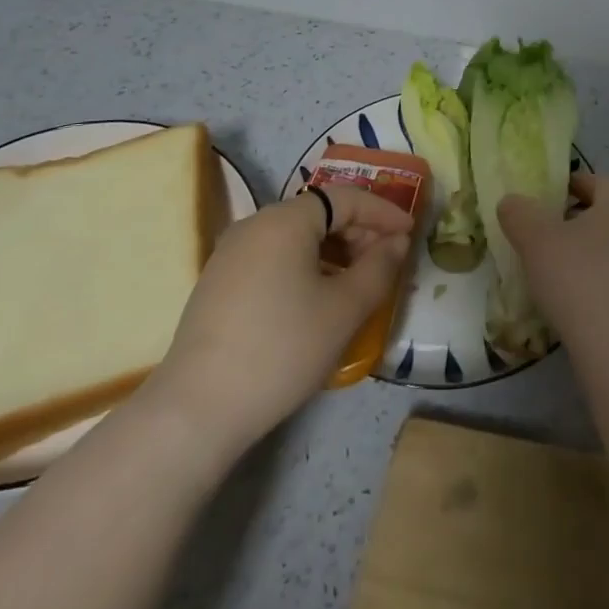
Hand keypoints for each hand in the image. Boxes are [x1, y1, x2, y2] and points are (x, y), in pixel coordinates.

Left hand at [144, 187, 414, 447]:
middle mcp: (255, 225)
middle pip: (319, 214)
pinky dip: (305, 266)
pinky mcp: (218, 282)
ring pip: (296, 237)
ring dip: (334, 251)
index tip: (410, 232)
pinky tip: (318, 299)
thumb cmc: (282, 348)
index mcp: (285, 220)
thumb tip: (396, 242)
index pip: (345, 198)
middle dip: (359, 232)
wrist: (198, 410)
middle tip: (387, 261)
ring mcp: (231, 254)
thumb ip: (379, 268)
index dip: (383, 212)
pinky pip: (274, 258)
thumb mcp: (344, 309)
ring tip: (358, 283)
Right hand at [498, 174, 608, 346]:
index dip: (578, 183)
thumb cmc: (576, 275)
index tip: (552, 192)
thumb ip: (520, 214)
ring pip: (607, 251)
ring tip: (549, 268)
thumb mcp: (535, 237)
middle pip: (606, 216)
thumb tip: (512, 202)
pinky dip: (588, 284)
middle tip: (544, 230)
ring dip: (581, 254)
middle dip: (576, 220)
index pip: (603, 182)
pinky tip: (565, 300)